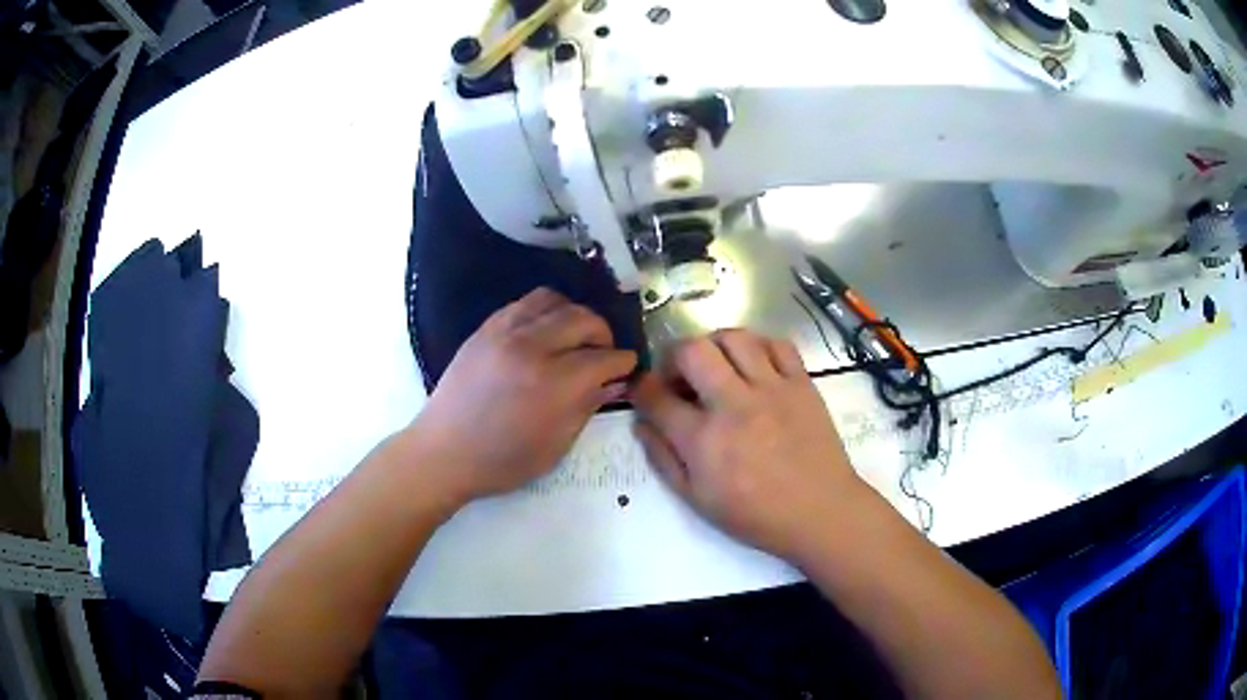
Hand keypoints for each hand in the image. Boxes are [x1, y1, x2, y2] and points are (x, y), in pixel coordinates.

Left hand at [412, 288, 636, 504]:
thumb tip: (614, 382)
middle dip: (603, 335)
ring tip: (573, 338)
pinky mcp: (486, 328)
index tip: (627, 368)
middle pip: (585, 319)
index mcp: (555, 385)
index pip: (605, 358)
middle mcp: (533, 348)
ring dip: (574, 315)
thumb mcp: (556, 446)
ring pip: (556, 300)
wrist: (444, 451)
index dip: (623, 362)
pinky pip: (525, 302)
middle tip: (602, 354)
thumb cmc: (503, 461)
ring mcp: (506, 332)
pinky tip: (544, 331)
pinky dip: (545, 311)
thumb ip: (588, 407)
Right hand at [630, 329, 864, 561]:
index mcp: (703, 440)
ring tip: (717, 365)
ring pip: (735, 338)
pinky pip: (778, 344)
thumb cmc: (755, 514)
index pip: (657, 397)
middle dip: (675, 357)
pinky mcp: (802, 383)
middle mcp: (734, 405)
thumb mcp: (697, 499)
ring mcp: (772, 389)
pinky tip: (755, 366)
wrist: (820, 511)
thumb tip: (642, 424)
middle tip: (681, 376)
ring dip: (715, 345)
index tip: (644, 389)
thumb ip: (663, 459)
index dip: (641, 388)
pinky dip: (760, 347)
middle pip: (693, 351)